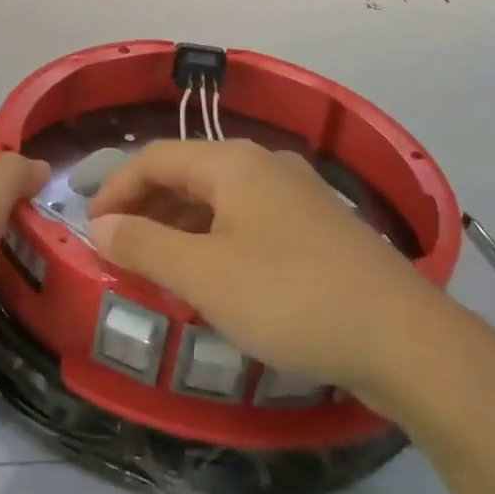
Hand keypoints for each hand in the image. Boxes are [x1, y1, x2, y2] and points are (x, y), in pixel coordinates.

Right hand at [87, 140, 445, 398]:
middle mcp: (265, 164)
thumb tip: (102, 225)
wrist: (401, 336)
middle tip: (121, 252)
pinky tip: (215, 278)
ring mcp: (297, 194)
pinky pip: (250, 221)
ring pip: (221, 199)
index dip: (117, 189)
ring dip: (182, 227)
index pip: (156, 157)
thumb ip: (145, 245)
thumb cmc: (290, 298)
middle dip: (149, 208)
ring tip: (160, 269)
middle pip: (189, 173)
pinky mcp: (317, 226)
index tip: (93, 231)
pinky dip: (217, 240)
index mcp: (233, 162)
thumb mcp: (204, 275)